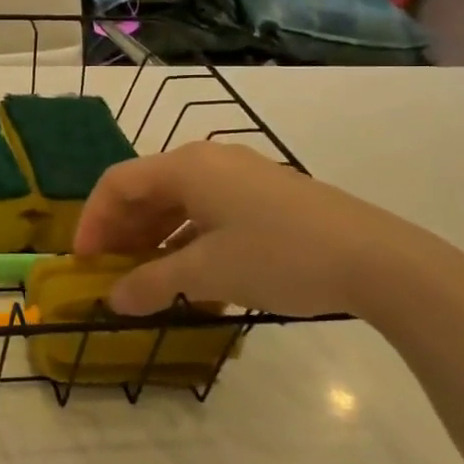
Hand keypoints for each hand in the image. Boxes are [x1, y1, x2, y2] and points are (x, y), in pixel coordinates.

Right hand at [72, 143, 463, 319]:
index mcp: (186, 166)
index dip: (92, 220)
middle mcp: (208, 162)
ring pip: (177, 203)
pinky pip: (208, 212)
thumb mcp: (208, 272)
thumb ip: (153, 284)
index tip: (83, 261)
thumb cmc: (280, 256)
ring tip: (145, 278)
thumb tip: (113, 301)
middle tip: (109, 271)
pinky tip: (190, 276)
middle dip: (121, 231)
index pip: (117, 183)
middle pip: (146, 190)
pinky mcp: (266, 197)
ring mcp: (240, 177)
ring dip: (153, 239)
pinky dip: (187, 240)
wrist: (380, 260)